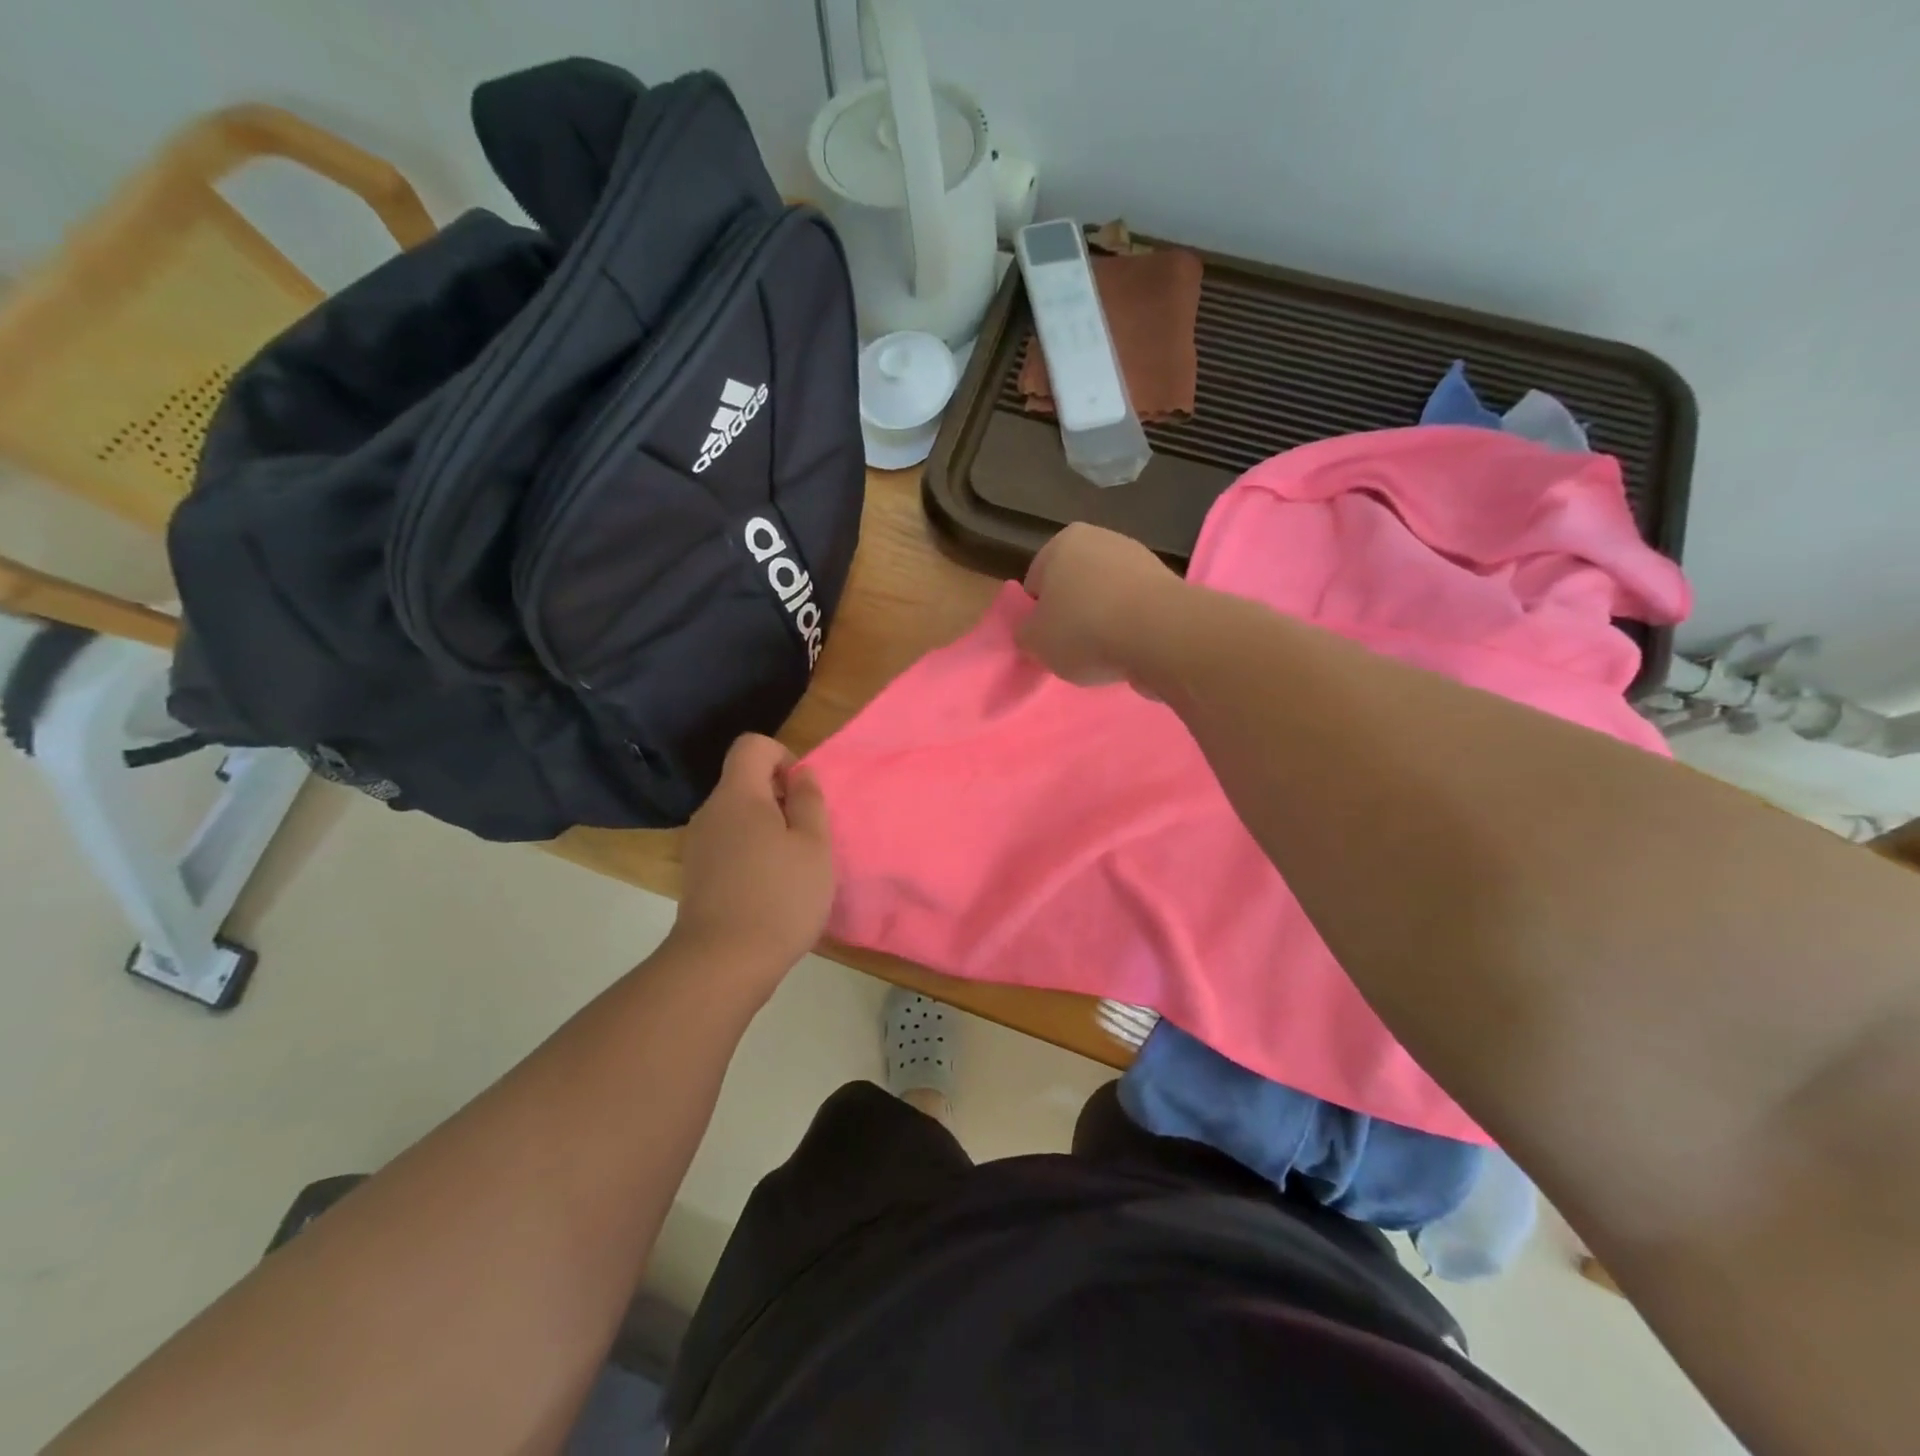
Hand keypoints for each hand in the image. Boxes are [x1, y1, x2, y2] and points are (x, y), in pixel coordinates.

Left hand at [672, 735, 834, 984]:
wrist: (722, 963)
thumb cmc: (779, 897)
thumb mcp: (814, 845)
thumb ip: (810, 801)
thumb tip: (800, 776)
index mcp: (738, 796)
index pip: (752, 745)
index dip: (783, 756)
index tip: (803, 792)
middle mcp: (711, 812)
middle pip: (744, 781)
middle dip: (780, 797)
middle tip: (807, 835)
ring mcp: (698, 845)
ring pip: (738, 816)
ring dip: (768, 828)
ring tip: (791, 866)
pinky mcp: (697, 875)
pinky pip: (729, 843)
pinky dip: (751, 852)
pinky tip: (769, 888)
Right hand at [1016, 523, 1182, 687]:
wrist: (1161, 635)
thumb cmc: (1084, 630)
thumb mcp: (1034, 641)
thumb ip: (1025, 633)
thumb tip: (1032, 630)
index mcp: (1062, 542)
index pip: (1036, 581)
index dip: (1037, 614)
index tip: (1045, 640)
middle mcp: (1102, 538)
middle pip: (1075, 585)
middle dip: (1072, 614)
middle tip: (1072, 649)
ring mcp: (1140, 558)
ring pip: (1107, 597)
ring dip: (1103, 622)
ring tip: (1105, 654)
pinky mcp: (1169, 583)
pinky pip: (1136, 610)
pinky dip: (1131, 628)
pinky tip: (1131, 649)